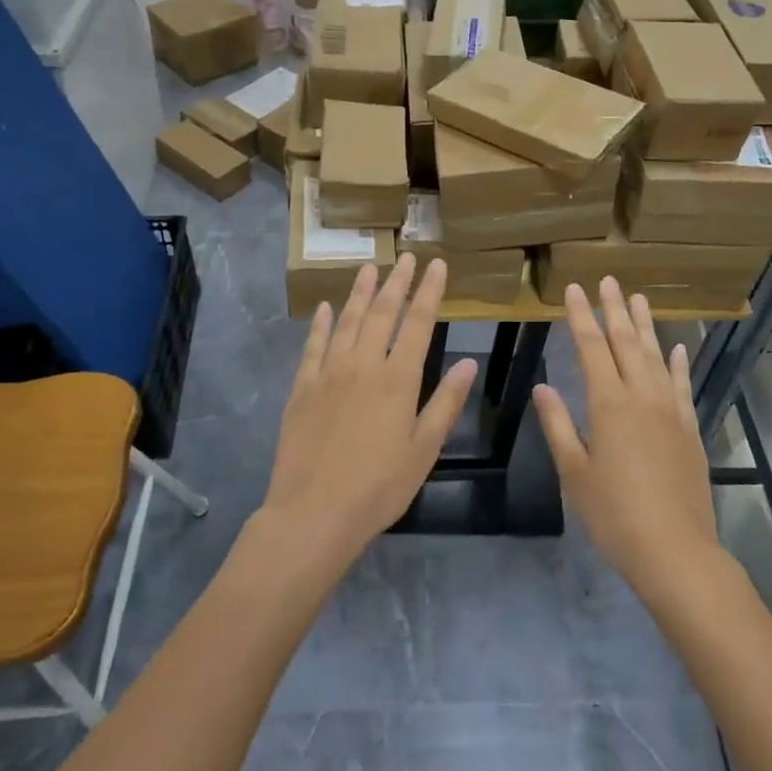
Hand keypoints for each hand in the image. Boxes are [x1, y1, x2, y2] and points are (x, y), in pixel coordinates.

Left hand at [264, 257, 475, 570]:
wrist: (314, 512)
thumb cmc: (379, 487)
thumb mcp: (424, 449)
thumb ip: (446, 402)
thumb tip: (470, 362)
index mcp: (398, 379)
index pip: (419, 323)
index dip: (429, 292)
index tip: (437, 265)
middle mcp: (363, 365)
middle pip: (382, 313)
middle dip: (397, 282)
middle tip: (406, 258)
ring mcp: (328, 373)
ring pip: (347, 321)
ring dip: (360, 292)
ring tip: (370, 267)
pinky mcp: (302, 388)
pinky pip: (313, 346)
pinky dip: (321, 324)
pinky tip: (326, 308)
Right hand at [533, 279, 719, 594]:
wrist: (675, 550)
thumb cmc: (614, 514)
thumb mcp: (574, 472)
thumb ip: (557, 424)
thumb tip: (542, 385)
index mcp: (609, 404)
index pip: (592, 348)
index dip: (581, 317)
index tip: (574, 289)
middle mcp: (642, 397)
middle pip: (627, 343)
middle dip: (615, 310)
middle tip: (608, 281)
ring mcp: (671, 411)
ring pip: (656, 357)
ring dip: (646, 327)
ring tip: (639, 298)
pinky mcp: (689, 430)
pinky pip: (682, 386)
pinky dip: (678, 364)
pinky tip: (677, 349)